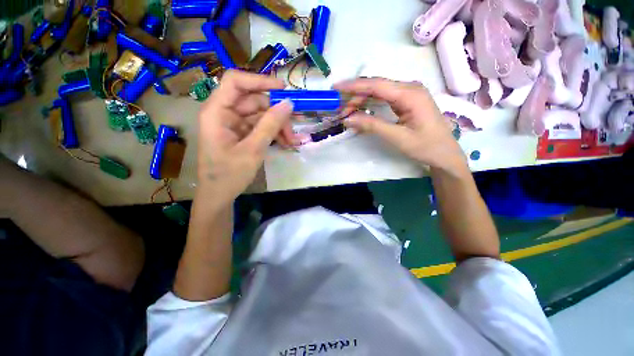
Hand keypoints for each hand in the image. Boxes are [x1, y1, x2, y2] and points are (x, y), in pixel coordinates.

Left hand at [196, 70, 293, 202]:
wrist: (219, 195)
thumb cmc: (229, 174)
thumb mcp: (253, 149)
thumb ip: (270, 125)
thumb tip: (288, 104)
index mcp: (217, 112)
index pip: (236, 82)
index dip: (260, 81)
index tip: (283, 90)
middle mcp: (224, 113)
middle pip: (254, 101)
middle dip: (276, 114)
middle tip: (292, 130)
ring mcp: (233, 124)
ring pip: (260, 115)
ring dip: (278, 126)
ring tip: (291, 141)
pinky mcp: (241, 133)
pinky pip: (260, 126)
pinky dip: (273, 133)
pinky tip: (285, 143)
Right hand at [334, 78, 467, 175]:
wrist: (444, 154)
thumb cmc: (425, 146)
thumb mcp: (397, 137)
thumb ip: (372, 126)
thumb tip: (348, 119)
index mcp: (410, 94)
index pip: (376, 85)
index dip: (354, 86)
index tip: (336, 88)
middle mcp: (410, 88)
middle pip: (376, 86)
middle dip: (356, 96)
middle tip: (341, 111)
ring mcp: (409, 94)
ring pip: (379, 92)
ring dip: (362, 100)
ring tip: (347, 112)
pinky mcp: (407, 101)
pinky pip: (384, 98)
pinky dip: (370, 104)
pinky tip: (361, 111)